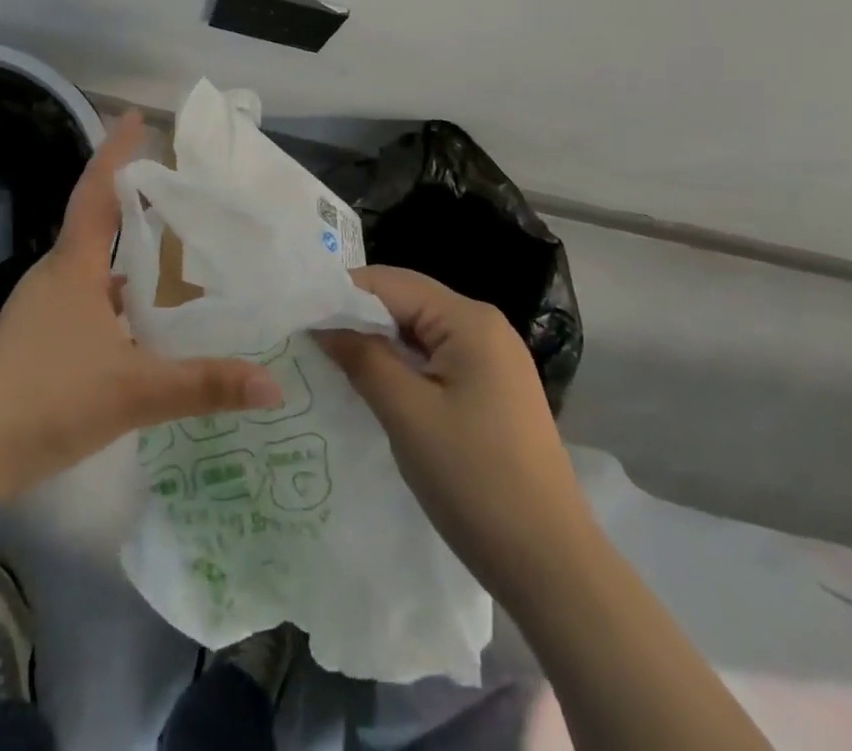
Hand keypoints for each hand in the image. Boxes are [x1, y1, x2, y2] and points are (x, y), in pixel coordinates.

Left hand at [0, 112, 282, 500]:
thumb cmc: (48, 399)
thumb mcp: (134, 391)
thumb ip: (204, 385)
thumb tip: (273, 384)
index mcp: (74, 266)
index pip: (96, 191)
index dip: (116, 151)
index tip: (135, 116)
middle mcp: (56, 274)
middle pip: (96, 222)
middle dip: (133, 200)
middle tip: (177, 190)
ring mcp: (42, 306)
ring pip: (92, 265)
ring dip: (128, 254)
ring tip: (174, 254)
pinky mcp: (37, 336)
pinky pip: (85, 297)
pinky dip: (116, 294)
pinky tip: (141, 323)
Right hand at [316, 265, 585, 596]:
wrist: (552, 567)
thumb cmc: (475, 481)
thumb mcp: (406, 414)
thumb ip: (361, 357)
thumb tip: (322, 325)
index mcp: (469, 320)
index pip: (389, 283)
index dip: (341, 294)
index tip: (298, 315)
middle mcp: (484, 327)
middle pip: (405, 302)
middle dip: (357, 318)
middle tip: (307, 339)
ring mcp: (493, 360)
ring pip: (418, 333)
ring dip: (377, 344)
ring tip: (330, 360)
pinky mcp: (492, 391)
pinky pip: (435, 360)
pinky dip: (401, 367)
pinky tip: (373, 387)